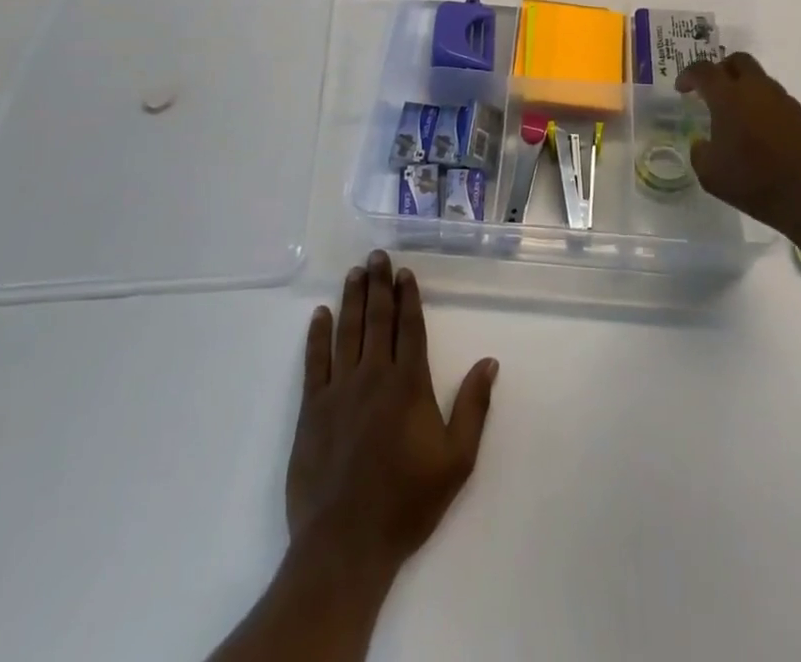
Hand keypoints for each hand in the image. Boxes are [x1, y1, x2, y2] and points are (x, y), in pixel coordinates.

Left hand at [287, 251, 498, 588]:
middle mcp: (374, 375)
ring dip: (351, 299)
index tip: (405, 272)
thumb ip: (473, 407)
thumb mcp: (456, 461)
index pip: (409, 327)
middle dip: (378, 285)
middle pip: (377, 319)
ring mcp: (339, 390)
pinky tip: (319, 314)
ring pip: (346, 331)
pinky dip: (317, 335)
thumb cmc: (407, 502)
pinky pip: (314, 362)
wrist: (346, 544)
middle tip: (376, 256)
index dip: (408, 297)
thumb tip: (489, 362)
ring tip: (354, 272)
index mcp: (408, 384)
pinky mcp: (311, 409)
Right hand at [677, 51, 800, 246]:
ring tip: (736, 117)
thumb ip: (700, 152)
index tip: (682, 89)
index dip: (688, 75)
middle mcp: (757, 89)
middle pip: (738, 61)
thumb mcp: (711, 175)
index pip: (704, 71)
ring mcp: (784, 100)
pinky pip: (776, 100)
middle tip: (711, 91)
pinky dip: (762, 106)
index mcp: (729, 97)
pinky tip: (759, 133)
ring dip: (744, 89)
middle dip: (721, 70)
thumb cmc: (755, 183)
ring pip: (759, 79)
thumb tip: (702, 143)